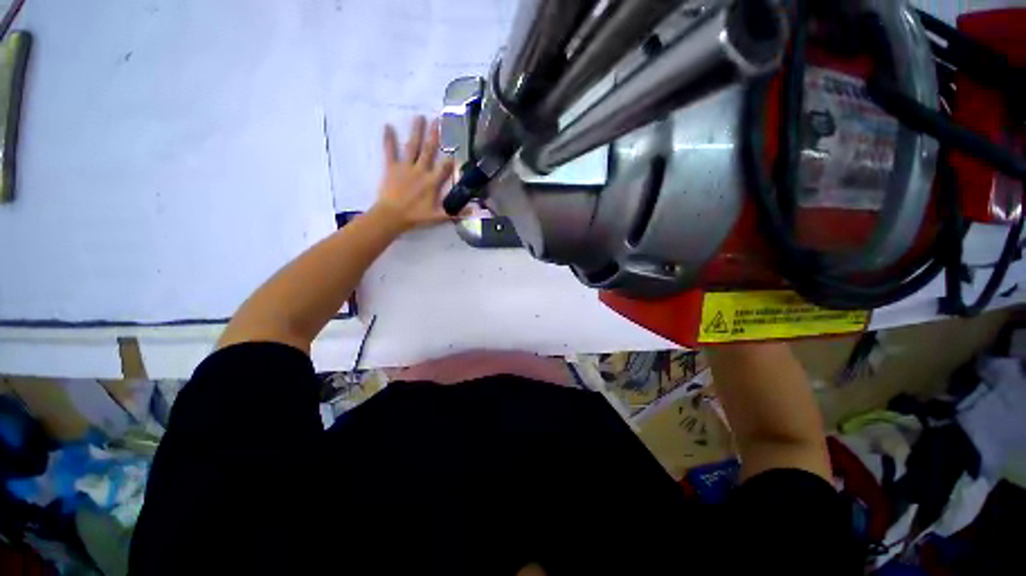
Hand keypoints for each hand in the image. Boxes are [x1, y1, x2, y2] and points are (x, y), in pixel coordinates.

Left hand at [372, 116, 454, 232]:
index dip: (451, 160)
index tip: (456, 150)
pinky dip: (388, 139)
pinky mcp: (392, 167)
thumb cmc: (416, 217)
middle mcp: (421, 170)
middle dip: (434, 135)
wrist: (392, 216)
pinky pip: (390, 151)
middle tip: (437, 119)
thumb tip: (475, 211)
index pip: (445, 167)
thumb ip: (457, 213)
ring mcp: (406, 167)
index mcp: (432, 182)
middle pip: (429, 150)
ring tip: (419, 117)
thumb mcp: (439, 217)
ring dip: (416, 131)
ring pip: (412, 146)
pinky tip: (387, 126)